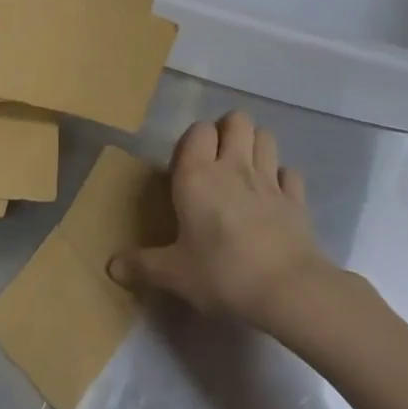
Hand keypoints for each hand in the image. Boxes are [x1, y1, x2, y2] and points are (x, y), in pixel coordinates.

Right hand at [108, 110, 331, 327]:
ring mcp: (269, 179)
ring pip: (266, 135)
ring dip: (256, 145)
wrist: (286, 289)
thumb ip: (143, 265)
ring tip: (245, 169)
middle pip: (237, 119)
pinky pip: (290, 172)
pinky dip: (282, 178)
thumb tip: (111, 267)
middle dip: (228, 130)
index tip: (187, 166)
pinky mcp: (296, 198)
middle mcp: (234, 166)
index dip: (194, 140)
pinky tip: (274, 196)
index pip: (198, 130)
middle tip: (218, 160)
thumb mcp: (175, 274)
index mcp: (198, 175)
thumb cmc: (221, 273)